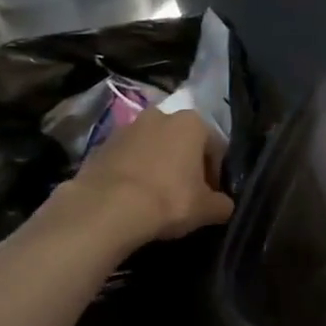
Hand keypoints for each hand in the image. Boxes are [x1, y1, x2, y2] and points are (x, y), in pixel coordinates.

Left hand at [61, 107, 234, 244]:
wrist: (108, 208)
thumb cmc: (168, 200)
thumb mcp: (207, 209)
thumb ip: (222, 204)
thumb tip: (224, 205)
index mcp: (192, 123)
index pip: (215, 148)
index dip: (216, 175)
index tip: (211, 197)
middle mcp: (161, 115)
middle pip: (182, 143)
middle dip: (185, 165)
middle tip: (185, 196)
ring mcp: (128, 127)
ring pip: (153, 148)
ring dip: (158, 166)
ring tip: (156, 198)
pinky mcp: (102, 144)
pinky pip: (127, 158)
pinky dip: (133, 172)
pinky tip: (132, 198)